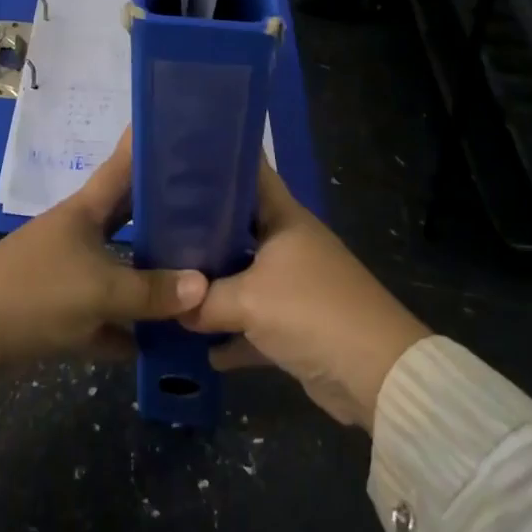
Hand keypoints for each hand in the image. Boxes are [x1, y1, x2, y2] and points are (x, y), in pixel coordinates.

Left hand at [0, 130, 205, 371]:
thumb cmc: (38, 293)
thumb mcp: (101, 292)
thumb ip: (152, 291)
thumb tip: (203, 285)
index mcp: (85, 211)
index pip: (122, 166)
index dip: (145, 145)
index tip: (175, 126)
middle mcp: (78, 233)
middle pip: (127, 217)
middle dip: (162, 213)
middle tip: (207, 208)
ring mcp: (66, 270)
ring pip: (117, 267)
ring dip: (147, 276)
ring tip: (194, 275)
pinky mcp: (57, 309)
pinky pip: (102, 313)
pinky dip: (124, 326)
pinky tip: (155, 344)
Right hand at [180, 162, 429, 430]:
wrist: (375, 374)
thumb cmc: (311, 311)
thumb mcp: (248, 300)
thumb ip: (204, 300)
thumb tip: (171, 306)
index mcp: (283, 218)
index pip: (250, 172)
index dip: (218, 160)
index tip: (179, 157)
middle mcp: (288, 243)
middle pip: (238, 226)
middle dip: (201, 229)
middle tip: (156, 225)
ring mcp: (294, 284)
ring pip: (243, 275)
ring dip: (214, 286)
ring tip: (168, 283)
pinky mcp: (296, 324)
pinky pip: (254, 321)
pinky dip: (232, 334)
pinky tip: (202, 348)